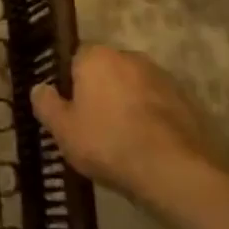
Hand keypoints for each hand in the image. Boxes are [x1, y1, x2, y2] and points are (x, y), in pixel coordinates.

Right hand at [32, 46, 228, 221]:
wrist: (177, 172)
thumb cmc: (109, 143)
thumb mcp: (63, 130)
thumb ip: (46, 105)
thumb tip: (39, 88)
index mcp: (97, 56)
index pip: (75, 59)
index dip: (71, 84)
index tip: (70, 110)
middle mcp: (130, 57)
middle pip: (108, 71)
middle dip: (102, 92)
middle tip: (95, 127)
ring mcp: (164, 78)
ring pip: (136, 88)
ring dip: (130, 106)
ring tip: (125, 142)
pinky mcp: (189, 102)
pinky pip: (161, 108)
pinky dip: (154, 121)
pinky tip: (150, 150)